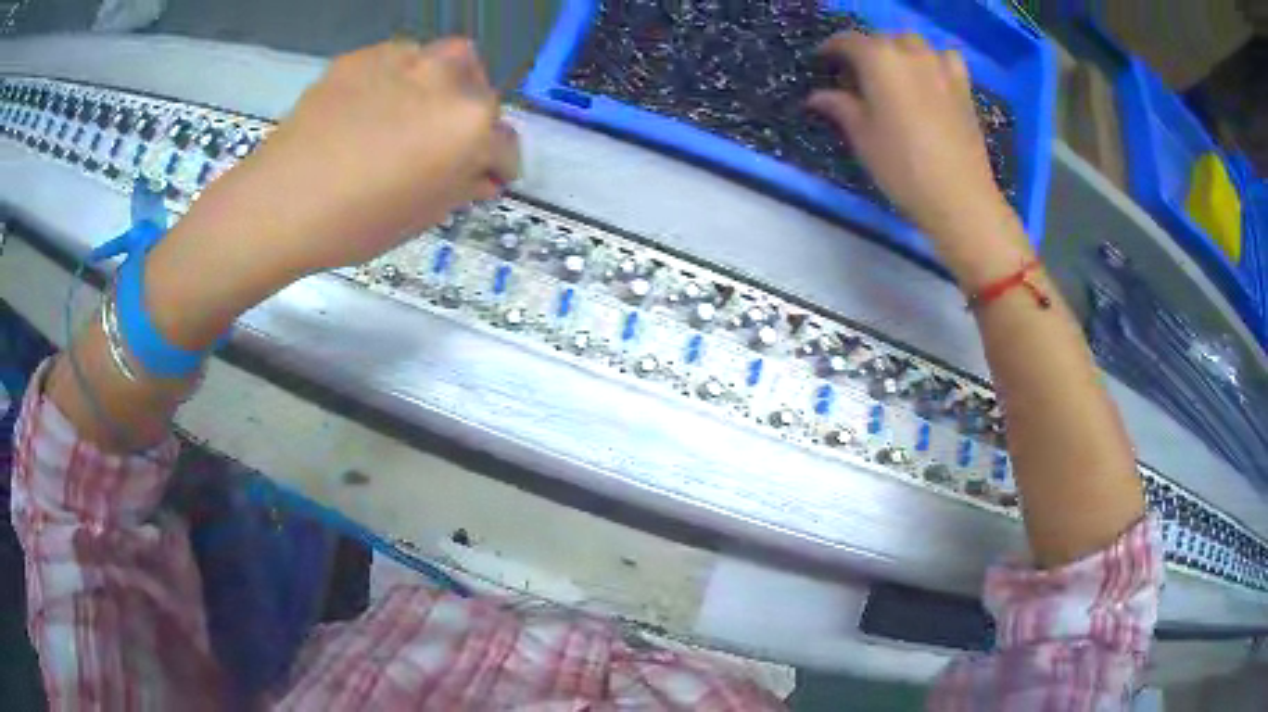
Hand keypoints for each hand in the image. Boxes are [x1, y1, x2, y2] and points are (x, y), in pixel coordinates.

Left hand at [184, 37, 519, 275]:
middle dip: (474, 115)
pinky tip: (370, 108)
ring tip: (410, 113)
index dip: (498, 166)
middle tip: (445, 142)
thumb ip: (464, 185)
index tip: (485, 178)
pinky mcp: (364, 55)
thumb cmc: (356, 222)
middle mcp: (447, 79)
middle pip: (481, 90)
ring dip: (441, 85)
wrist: (281, 201)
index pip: (506, 144)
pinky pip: (398, 60)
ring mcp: (404, 59)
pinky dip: (397, 80)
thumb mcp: (423, 215)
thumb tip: (483, 175)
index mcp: (470, 125)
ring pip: (444, 61)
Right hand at [807, 32, 1011, 239]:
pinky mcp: (964, 87)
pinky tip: (929, 79)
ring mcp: (941, 68)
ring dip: (898, 51)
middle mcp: (911, 53)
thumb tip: (817, 96)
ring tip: (893, 75)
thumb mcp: (861, 137)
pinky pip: (945, 59)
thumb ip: (839, 107)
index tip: (822, 61)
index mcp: (879, 59)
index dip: (831, 49)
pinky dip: (933, 61)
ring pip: (914, 44)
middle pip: (882, 40)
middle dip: (865, 51)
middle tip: (855, 76)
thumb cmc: (902, 166)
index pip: (847, 41)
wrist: (959, 198)